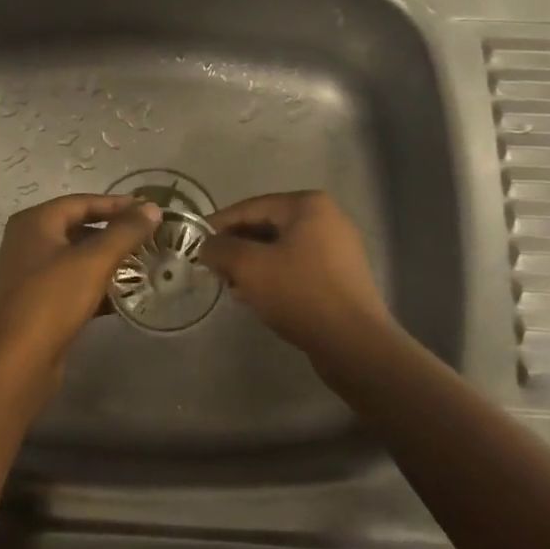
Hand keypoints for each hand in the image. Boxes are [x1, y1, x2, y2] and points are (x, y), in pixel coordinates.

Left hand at [0, 194, 162, 371]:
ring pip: (76, 257)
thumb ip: (125, 232)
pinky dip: (96, 284)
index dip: (117, 204)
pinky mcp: (37, 302)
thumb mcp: (94, 261)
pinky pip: (72, 283)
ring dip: (107, 260)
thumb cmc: (53, 300)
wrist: (18, 362)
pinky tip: (124, 295)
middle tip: (148, 237)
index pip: (82, 202)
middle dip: (114, 233)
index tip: (149, 210)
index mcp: (35, 222)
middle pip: (78, 228)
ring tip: (142, 263)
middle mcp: (27, 241)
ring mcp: (30, 273)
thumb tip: (152, 208)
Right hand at [199, 191, 395, 354]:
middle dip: (237, 247)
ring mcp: (338, 249)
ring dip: (254, 265)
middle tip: (212, 267)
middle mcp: (328, 218)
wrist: (354, 343)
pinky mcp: (341, 277)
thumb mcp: (250, 267)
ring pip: (282, 249)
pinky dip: (275, 277)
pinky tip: (257, 298)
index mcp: (308, 205)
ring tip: (231, 286)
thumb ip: (221, 249)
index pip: (252, 207)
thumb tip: (206, 246)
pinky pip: (298, 268)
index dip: (219, 224)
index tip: (195, 241)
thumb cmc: (300, 293)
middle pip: (268, 227)